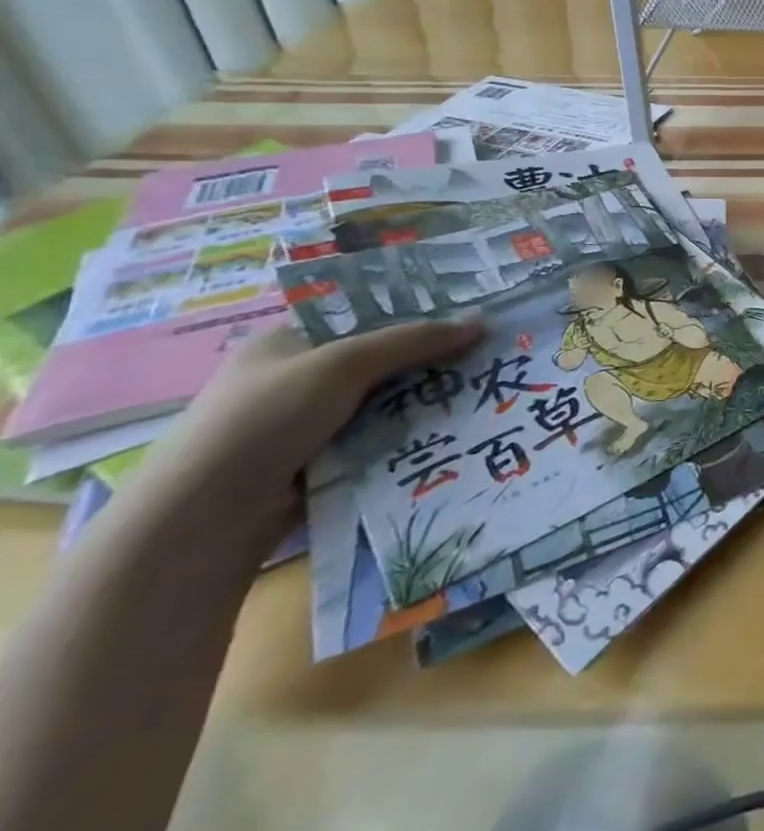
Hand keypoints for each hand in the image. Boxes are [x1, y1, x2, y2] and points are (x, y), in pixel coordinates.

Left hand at [149, 316, 483, 526]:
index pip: (365, 314)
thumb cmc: (264, 419)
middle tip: (491, 349)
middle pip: (382, 358)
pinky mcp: (324, 461)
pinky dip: (412, 433)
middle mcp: (299, 377)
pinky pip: (382, 436)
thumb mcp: (343, 364)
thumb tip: (483, 322)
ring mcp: (309, 423)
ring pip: (387, 399)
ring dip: (428, 397)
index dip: (417, 310)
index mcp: (289, 341)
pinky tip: (456, 427)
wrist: (205, 520)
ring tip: (487, 387)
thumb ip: (414, 340)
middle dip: (432, 357)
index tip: (470, 312)